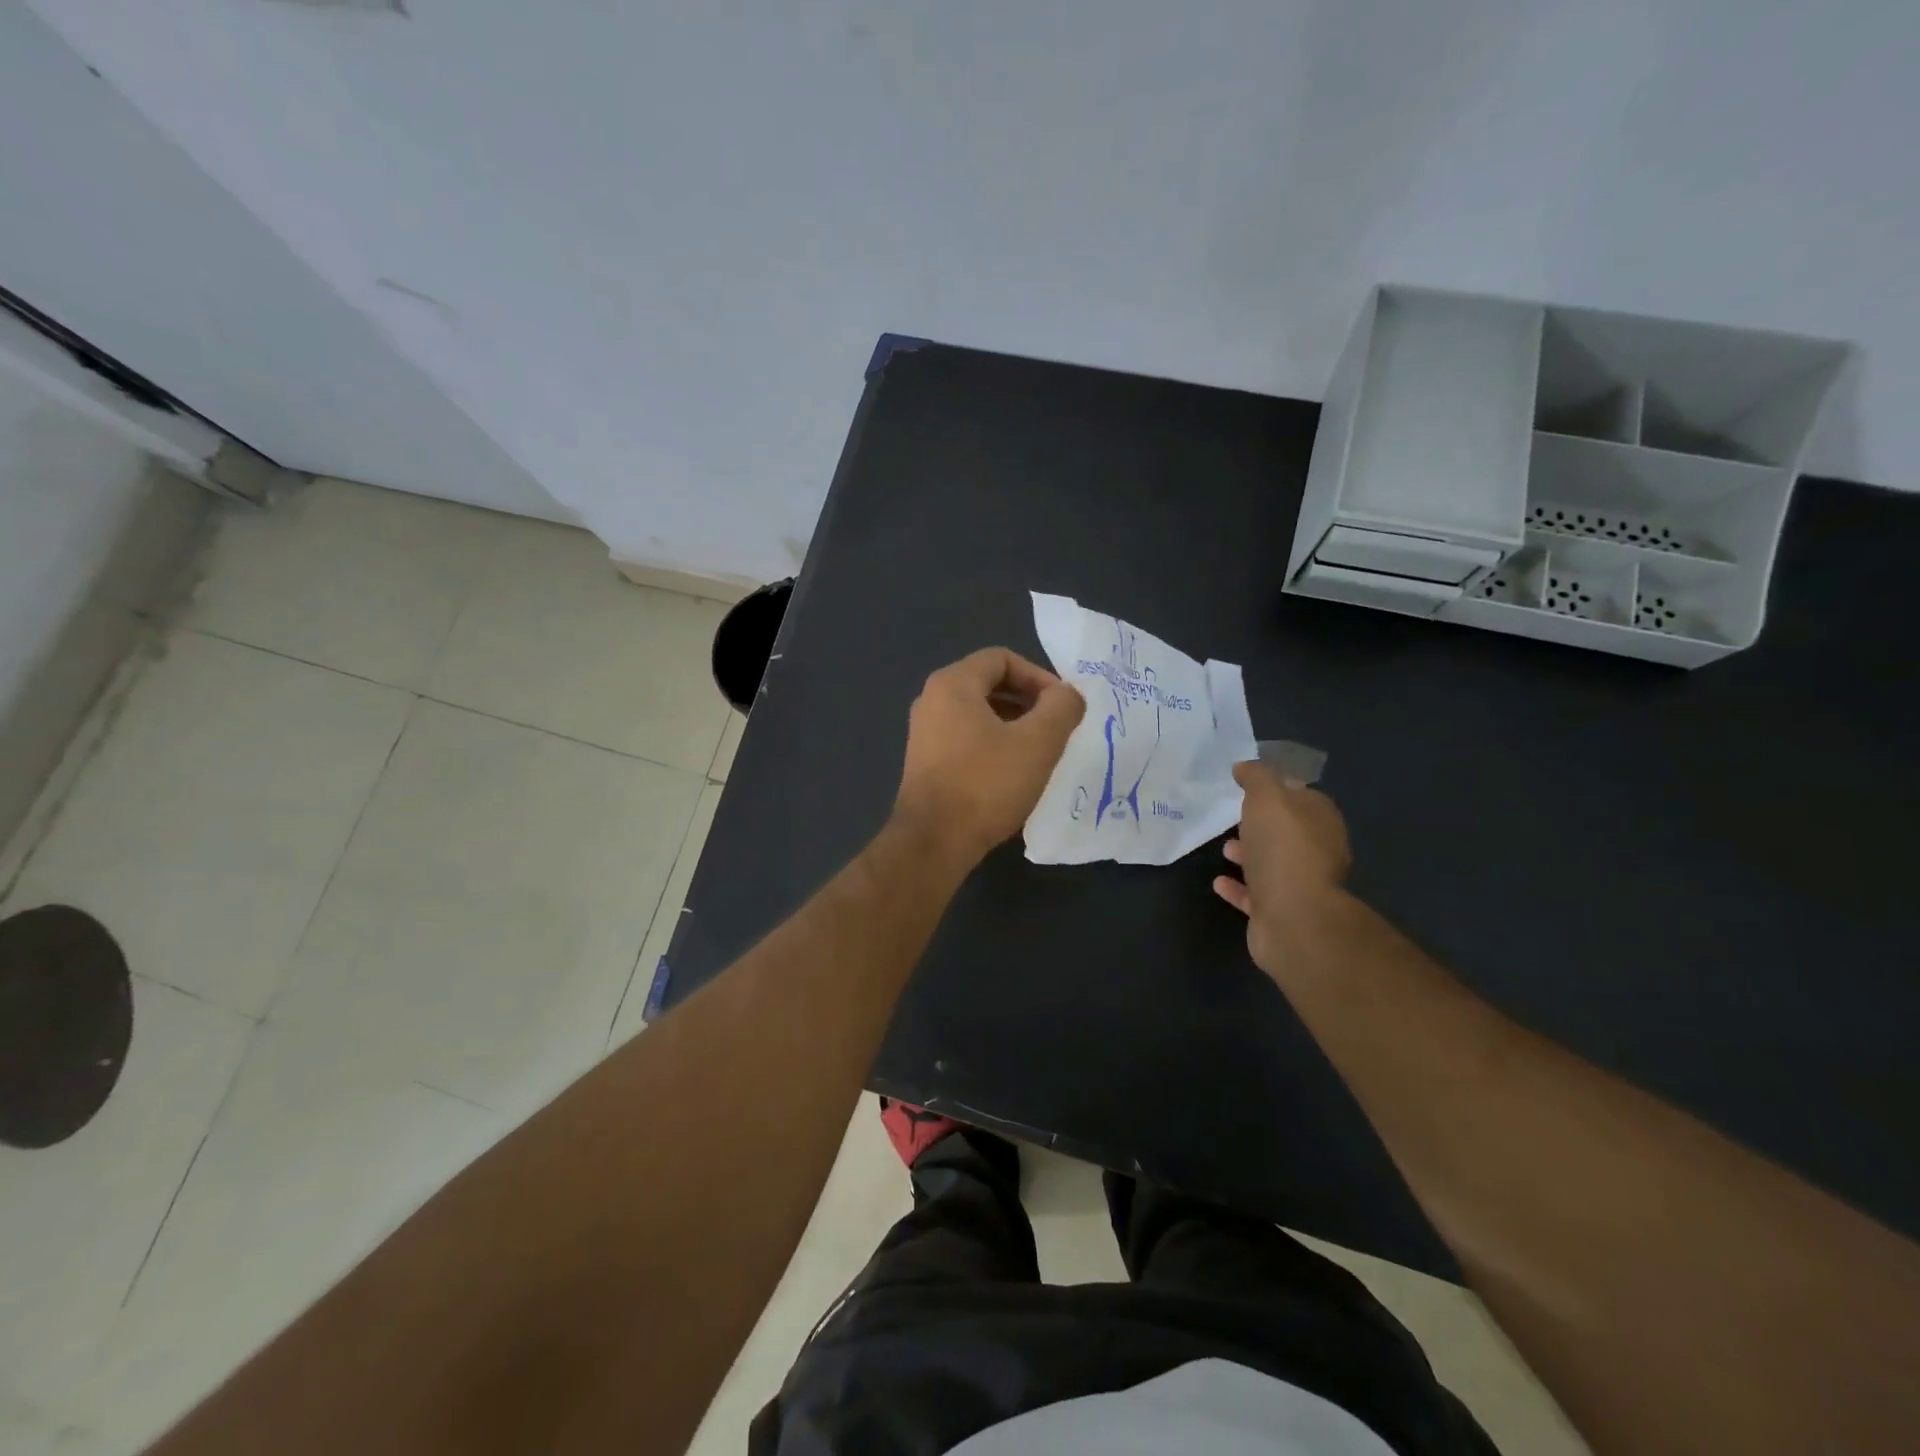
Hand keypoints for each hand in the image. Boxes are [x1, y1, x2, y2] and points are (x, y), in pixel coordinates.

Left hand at [894, 647, 1085, 868]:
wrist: (934, 842)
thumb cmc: (986, 784)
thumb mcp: (1038, 742)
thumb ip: (1061, 707)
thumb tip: (1067, 695)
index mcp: (952, 684)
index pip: (1002, 658)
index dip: (1039, 676)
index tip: (1062, 707)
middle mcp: (931, 700)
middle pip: (990, 685)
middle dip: (1029, 703)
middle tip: (1057, 729)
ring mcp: (924, 733)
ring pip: (979, 715)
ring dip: (1014, 727)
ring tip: (1040, 754)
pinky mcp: (925, 763)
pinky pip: (967, 740)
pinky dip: (994, 747)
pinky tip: (1014, 775)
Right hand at [1213, 760, 1352, 978]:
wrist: (1294, 918)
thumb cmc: (1283, 850)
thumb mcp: (1268, 798)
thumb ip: (1257, 777)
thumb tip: (1245, 766)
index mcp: (1321, 821)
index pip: (1301, 796)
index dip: (1276, 789)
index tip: (1247, 786)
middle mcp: (1317, 852)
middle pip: (1287, 832)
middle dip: (1262, 824)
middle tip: (1233, 816)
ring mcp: (1300, 885)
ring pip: (1272, 864)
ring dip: (1250, 855)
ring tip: (1224, 848)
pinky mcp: (1281, 913)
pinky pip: (1256, 895)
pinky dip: (1238, 887)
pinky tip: (1218, 882)